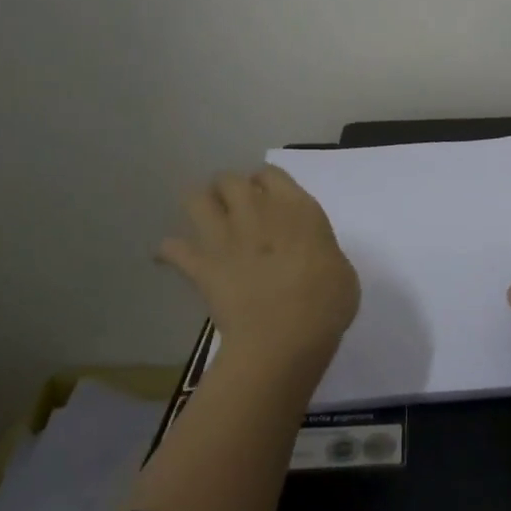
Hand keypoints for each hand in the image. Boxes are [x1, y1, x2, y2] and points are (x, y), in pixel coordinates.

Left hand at [157, 166, 360, 364]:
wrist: (284, 337)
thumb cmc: (326, 303)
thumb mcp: (341, 270)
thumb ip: (320, 251)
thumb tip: (312, 257)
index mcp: (296, 207)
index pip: (271, 174)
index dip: (266, 183)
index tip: (269, 199)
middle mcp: (257, 211)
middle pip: (230, 179)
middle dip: (229, 189)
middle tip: (236, 209)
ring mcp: (225, 236)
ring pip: (196, 199)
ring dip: (199, 205)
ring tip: (206, 219)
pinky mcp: (201, 266)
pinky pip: (173, 248)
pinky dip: (170, 250)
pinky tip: (171, 255)